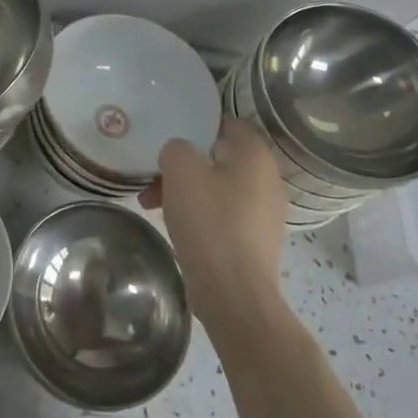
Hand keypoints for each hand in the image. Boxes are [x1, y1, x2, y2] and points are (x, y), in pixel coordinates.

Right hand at [142, 117, 287, 329]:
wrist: (234, 294)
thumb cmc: (210, 222)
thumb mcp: (181, 170)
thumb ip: (176, 148)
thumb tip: (180, 155)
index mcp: (255, 155)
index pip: (226, 123)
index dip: (196, 124)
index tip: (168, 133)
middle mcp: (267, 180)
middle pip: (218, 158)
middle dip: (183, 165)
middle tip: (154, 174)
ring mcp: (264, 214)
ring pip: (217, 188)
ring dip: (185, 190)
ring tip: (150, 203)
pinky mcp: (254, 241)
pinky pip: (222, 215)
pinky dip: (198, 214)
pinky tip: (173, 226)